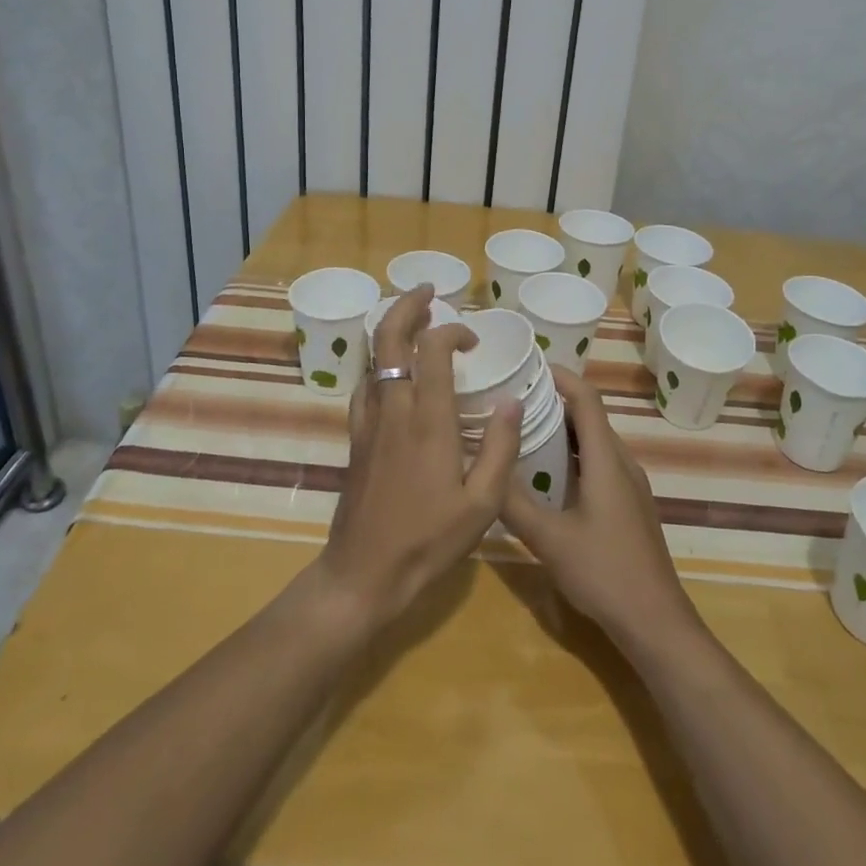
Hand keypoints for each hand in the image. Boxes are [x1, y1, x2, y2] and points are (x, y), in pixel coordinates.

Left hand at [316, 285, 520, 631]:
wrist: (363, 574)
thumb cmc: (429, 541)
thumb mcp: (483, 503)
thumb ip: (500, 447)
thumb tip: (511, 400)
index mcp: (428, 419)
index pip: (432, 348)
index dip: (452, 331)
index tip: (473, 342)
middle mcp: (393, 408)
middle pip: (390, 336)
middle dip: (407, 305)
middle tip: (428, 292)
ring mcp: (368, 421)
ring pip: (373, 357)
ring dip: (392, 330)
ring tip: (414, 322)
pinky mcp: (355, 437)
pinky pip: (365, 384)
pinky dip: (380, 363)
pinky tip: (394, 375)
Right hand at [500, 367, 700, 650]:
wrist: (656, 623)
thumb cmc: (604, 573)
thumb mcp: (549, 539)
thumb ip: (514, 503)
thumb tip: (485, 466)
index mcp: (606, 460)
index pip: (586, 398)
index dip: (560, 375)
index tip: (528, 364)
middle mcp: (622, 463)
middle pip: (589, 416)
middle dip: (554, 400)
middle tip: (513, 399)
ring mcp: (630, 486)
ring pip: (594, 442)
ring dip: (562, 430)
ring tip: (523, 430)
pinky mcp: (629, 506)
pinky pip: (599, 463)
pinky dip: (573, 455)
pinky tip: (548, 476)